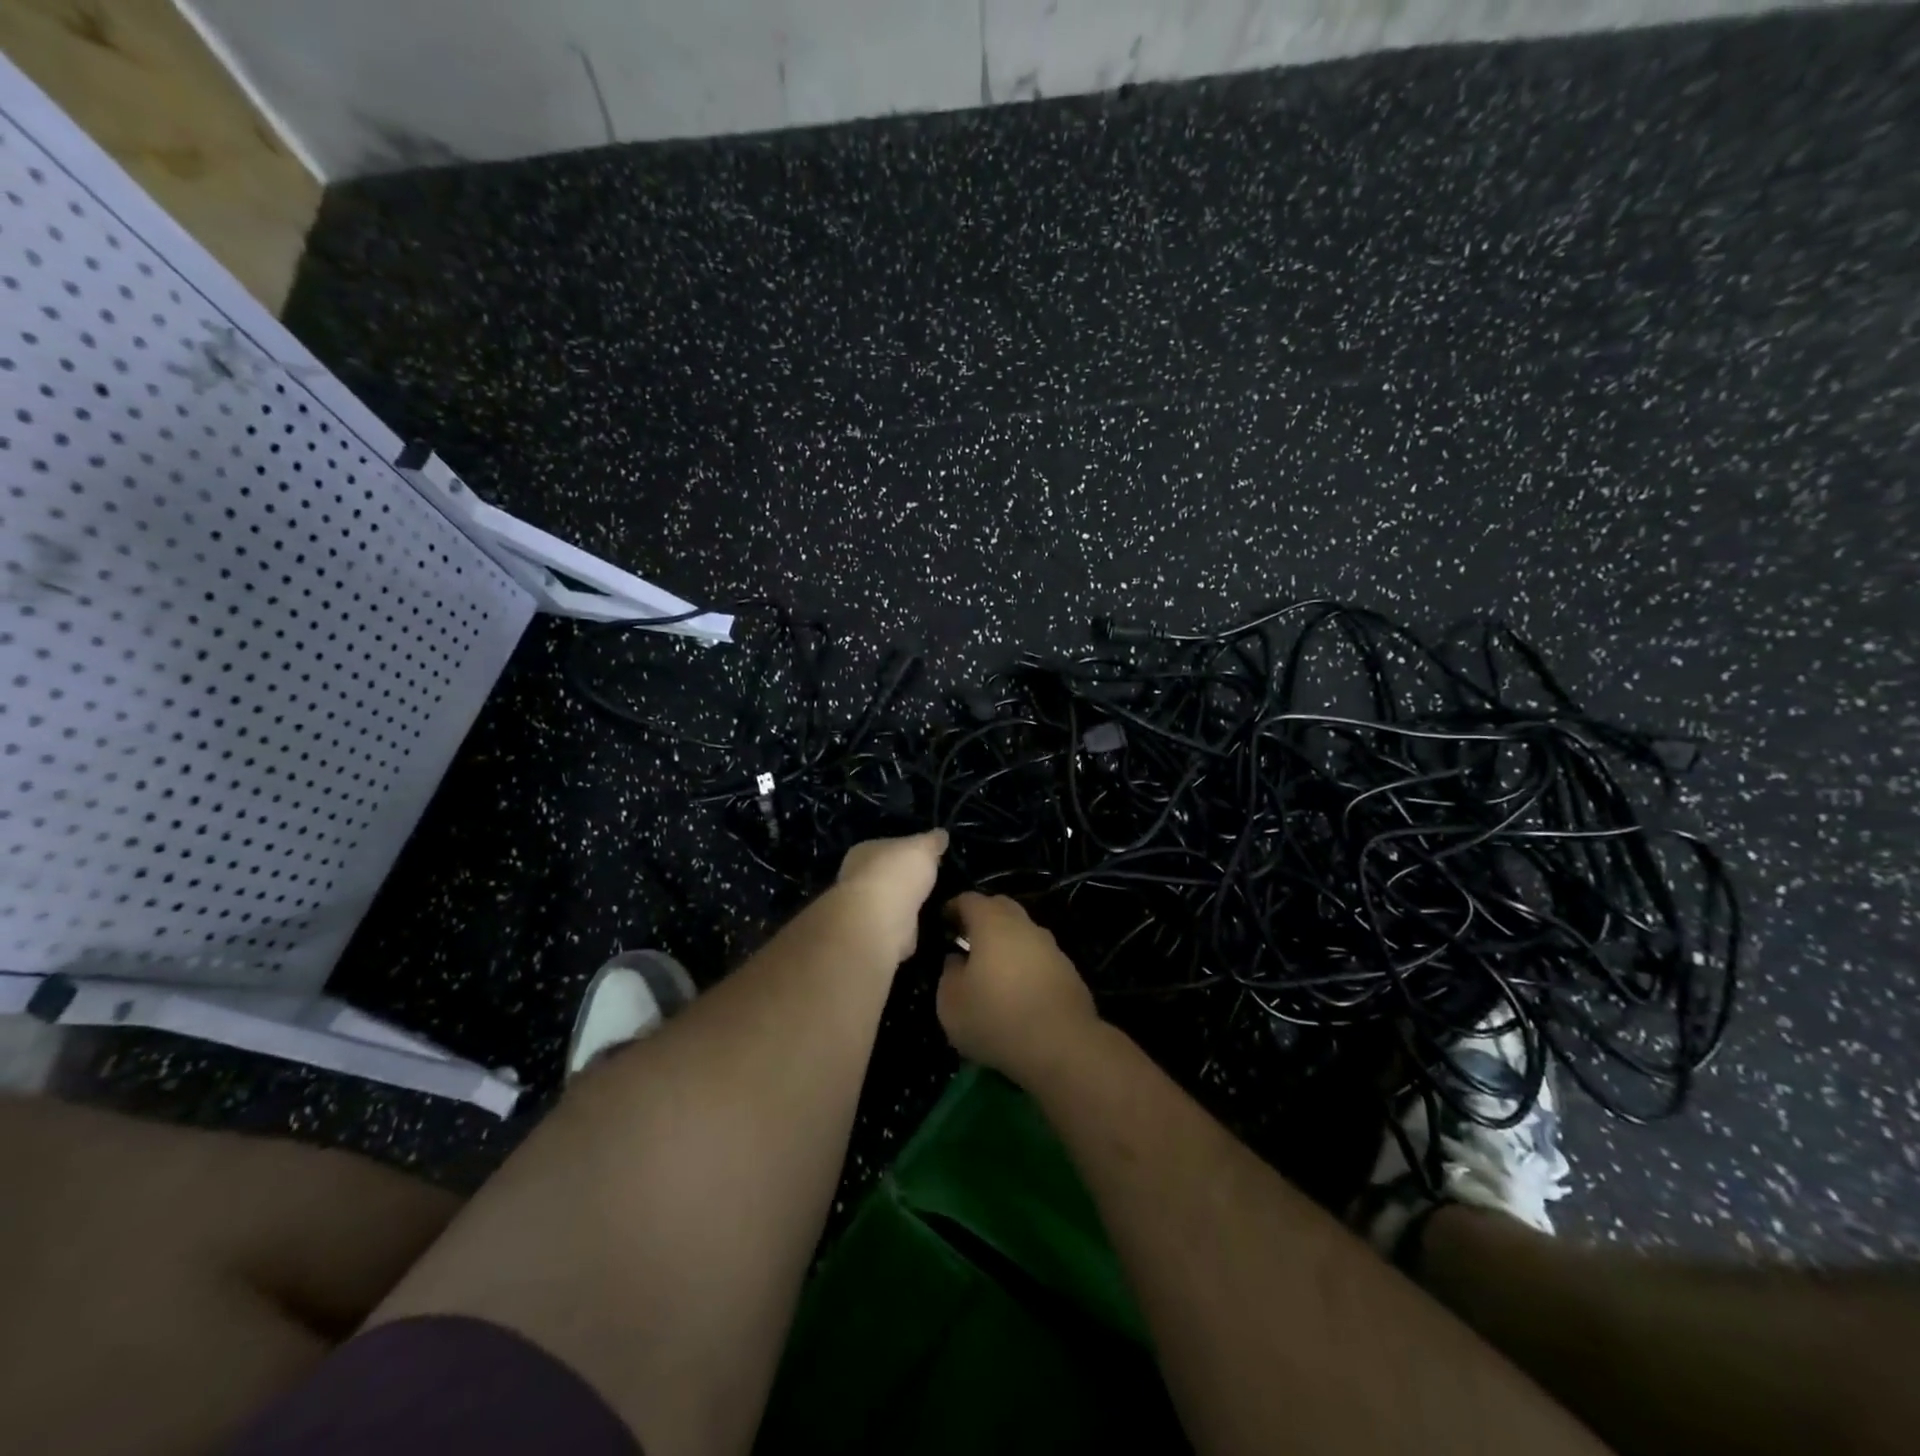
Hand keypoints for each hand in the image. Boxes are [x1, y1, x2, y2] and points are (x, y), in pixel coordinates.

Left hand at [834, 830, 947, 964]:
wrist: (879, 922)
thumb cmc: (897, 874)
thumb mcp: (923, 847)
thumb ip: (932, 841)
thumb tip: (941, 834)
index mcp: (864, 851)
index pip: (887, 846)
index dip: (907, 850)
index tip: (929, 857)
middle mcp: (857, 878)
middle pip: (887, 875)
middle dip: (906, 879)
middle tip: (933, 881)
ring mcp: (864, 909)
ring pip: (891, 902)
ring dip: (907, 905)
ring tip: (934, 904)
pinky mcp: (874, 935)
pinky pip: (896, 927)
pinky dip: (908, 928)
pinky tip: (925, 926)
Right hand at [937, 893, 1100, 1083]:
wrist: (1063, 1046)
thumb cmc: (997, 1019)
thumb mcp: (951, 1004)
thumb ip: (948, 974)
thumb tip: (957, 960)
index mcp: (992, 923)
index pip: (969, 899)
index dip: (952, 908)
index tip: (942, 923)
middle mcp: (1024, 925)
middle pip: (1000, 908)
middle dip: (981, 918)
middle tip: (965, 940)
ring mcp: (1051, 946)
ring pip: (1022, 932)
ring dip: (1006, 942)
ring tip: (991, 968)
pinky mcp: (1068, 970)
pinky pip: (1039, 956)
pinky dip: (1025, 963)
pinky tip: (1018, 990)